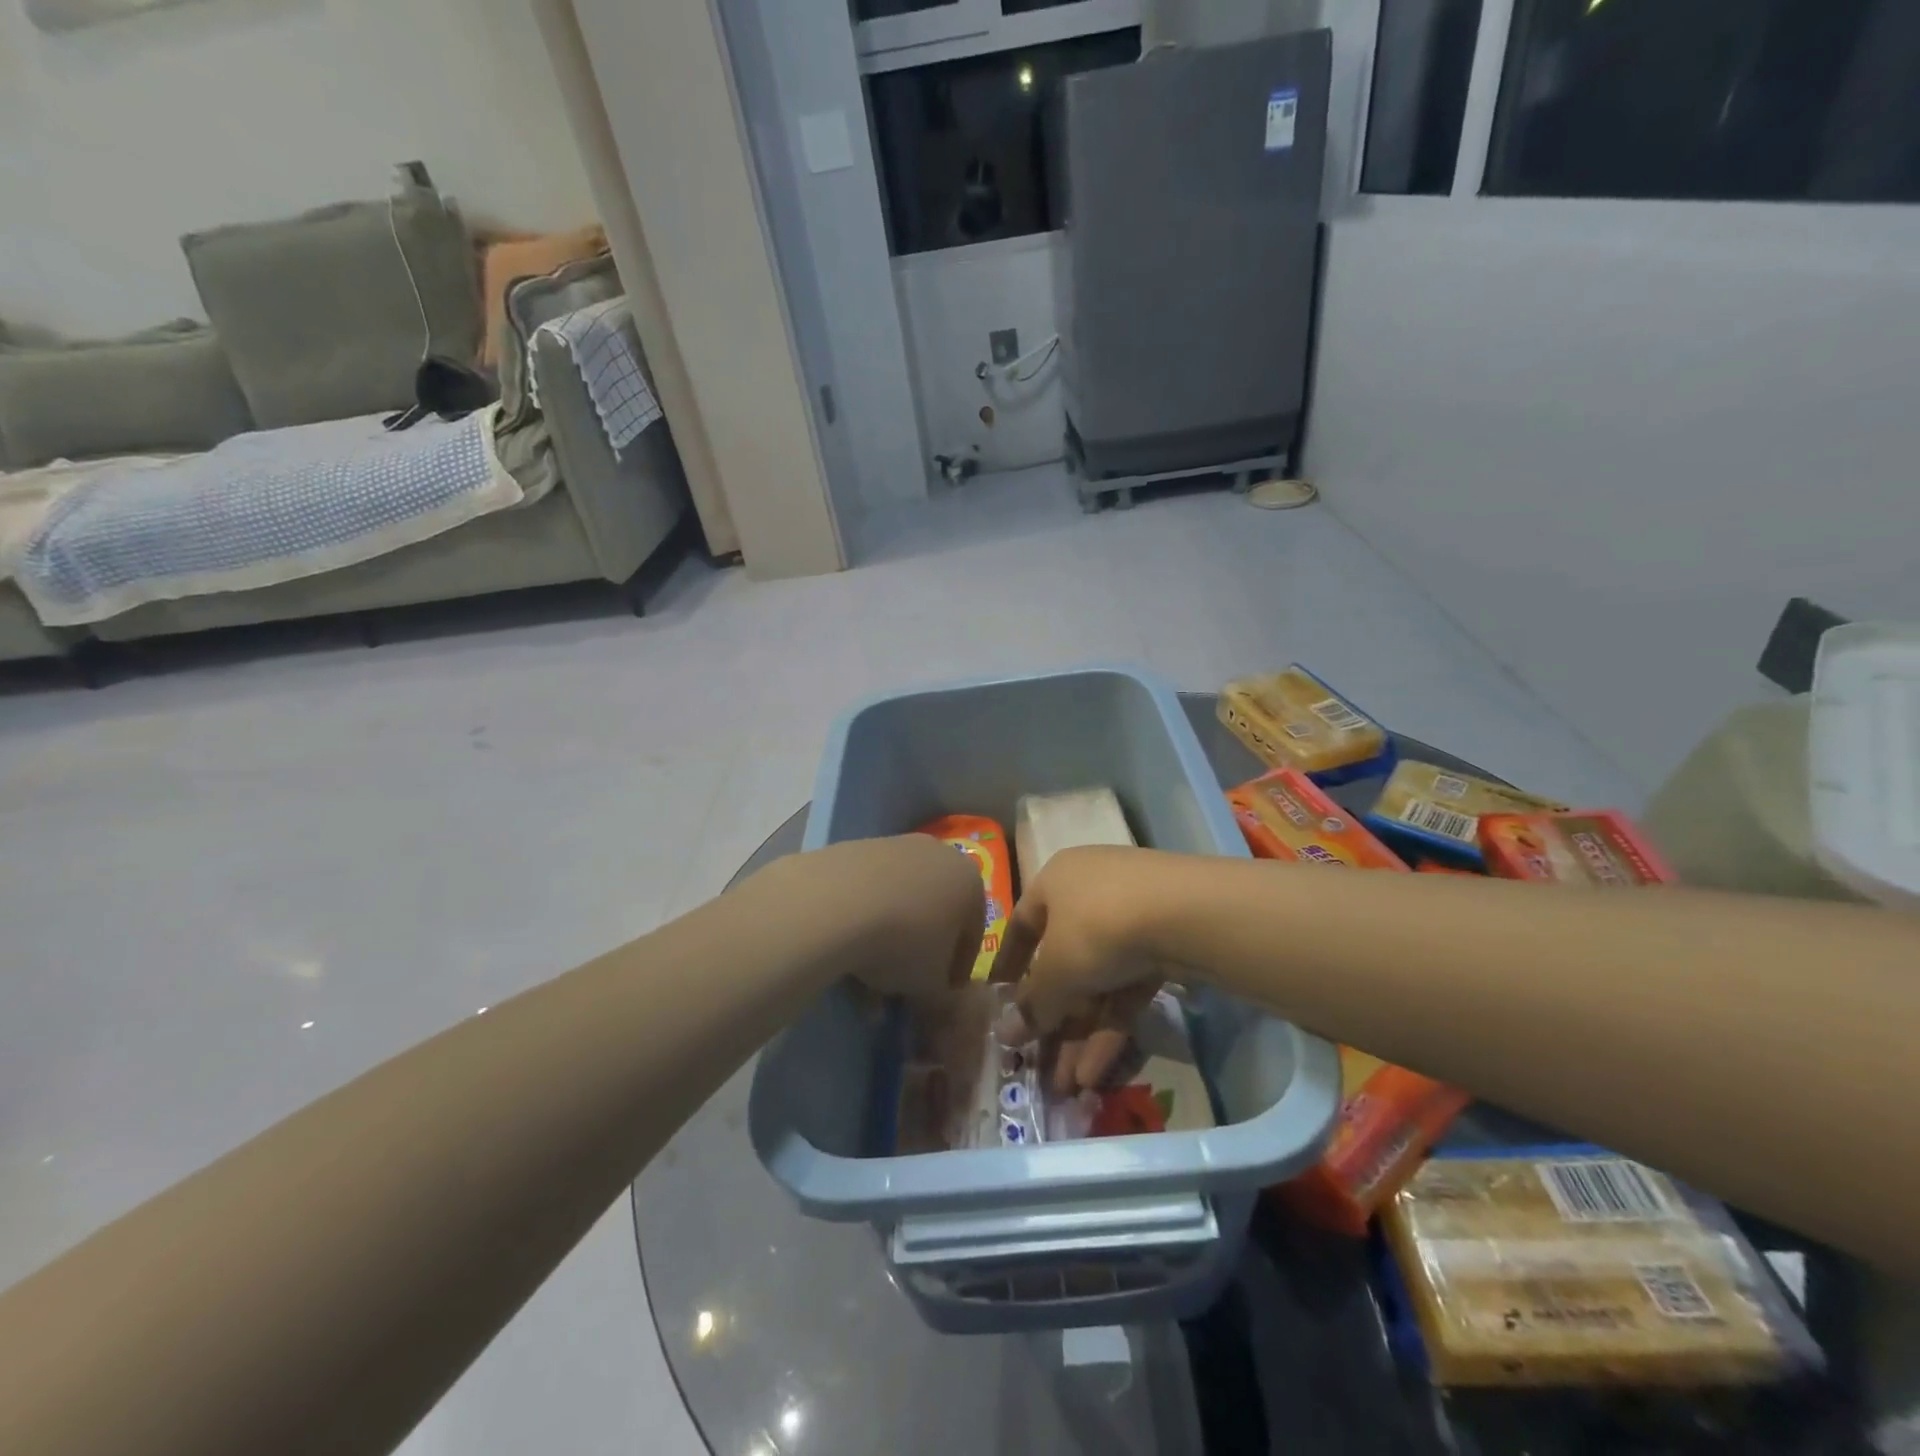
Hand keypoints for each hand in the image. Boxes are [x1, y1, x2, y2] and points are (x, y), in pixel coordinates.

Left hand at [763, 835, 985, 1000]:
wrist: (837, 903)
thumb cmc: (904, 943)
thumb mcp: (930, 987)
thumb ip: (941, 1000)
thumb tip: (937, 1008)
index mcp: (970, 882)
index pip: (972, 934)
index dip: (955, 971)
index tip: (938, 996)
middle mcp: (939, 854)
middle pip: (934, 913)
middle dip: (919, 952)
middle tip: (902, 986)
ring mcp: (896, 846)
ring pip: (899, 903)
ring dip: (887, 941)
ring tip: (865, 980)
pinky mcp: (857, 847)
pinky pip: (868, 892)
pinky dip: (861, 922)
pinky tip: (844, 954)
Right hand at [988, 846, 1176, 1093]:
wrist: (1189, 913)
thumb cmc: (1099, 926)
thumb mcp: (1057, 970)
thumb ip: (1033, 1005)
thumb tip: (1006, 1033)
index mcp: (1055, 881)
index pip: (1023, 925)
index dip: (1008, 964)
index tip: (999, 1001)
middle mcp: (1090, 892)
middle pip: (1063, 962)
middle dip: (1053, 1019)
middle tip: (1040, 1065)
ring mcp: (1131, 917)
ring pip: (1097, 981)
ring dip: (1081, 1033)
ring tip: (1069, 1087)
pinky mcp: (1164, 945)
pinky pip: (1127, 988)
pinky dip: (1112, 1026)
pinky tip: (1097, 1073)